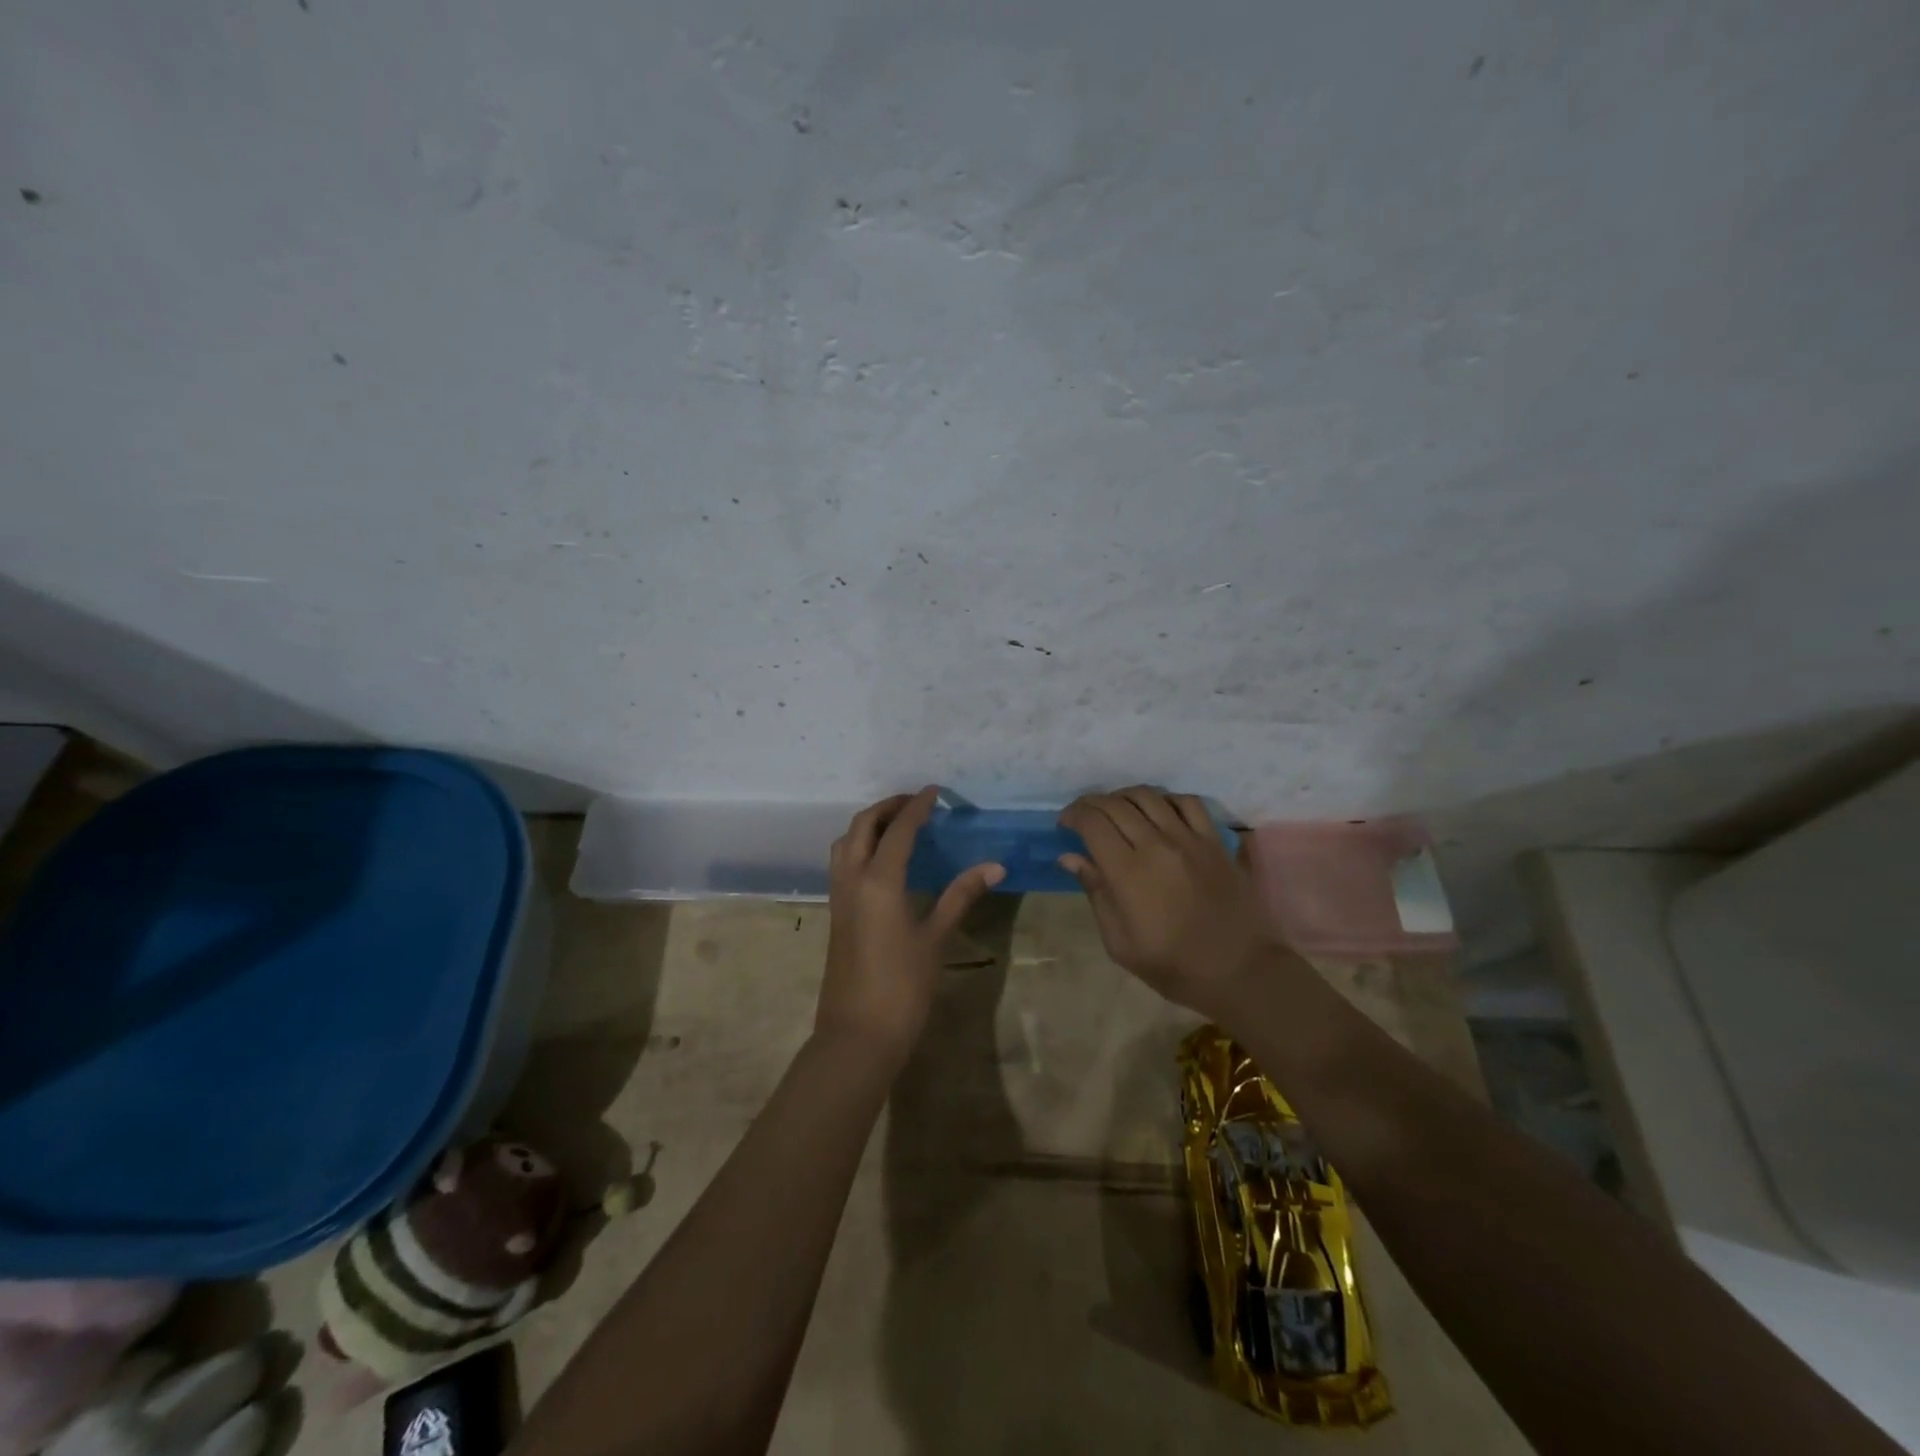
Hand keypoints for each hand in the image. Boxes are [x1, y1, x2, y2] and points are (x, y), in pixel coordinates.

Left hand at [817, 788, 1004, 1069]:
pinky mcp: (836, 913)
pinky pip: (842, 863)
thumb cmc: (902, 987)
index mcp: (878, 881)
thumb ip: (961, 896)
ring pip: (845, 842)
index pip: (898, 830)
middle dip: (887, 807)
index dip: (917, 807)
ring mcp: (839, 896)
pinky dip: (860, 846)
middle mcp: (852, 879)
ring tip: (898, 825)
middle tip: (915, 803)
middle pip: (862, 826)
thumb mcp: (936, 938)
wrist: (857, 1035)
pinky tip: (883, 860)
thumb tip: (994, 866)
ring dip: (869, 825)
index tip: (935, 792)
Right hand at [1059, 786, 1274, 1018]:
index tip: (1064, 823)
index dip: (1073, 815)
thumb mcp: (1120, 942)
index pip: (1093, 823)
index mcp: (1128, 872)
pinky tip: (1158, 810)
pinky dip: (1166, 799)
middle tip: (1083, 815)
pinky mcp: (1214, 840)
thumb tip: (1070, 857)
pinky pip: (1187, 802)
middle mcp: (1157, 845)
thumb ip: (1095, 892)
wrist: (1239, 971)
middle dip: (1091, 803)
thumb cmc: (1172, 965)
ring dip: (1124, 796)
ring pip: (1149, 796)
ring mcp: (1189, 839)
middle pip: (1116, 804)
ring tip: (1116, 808)